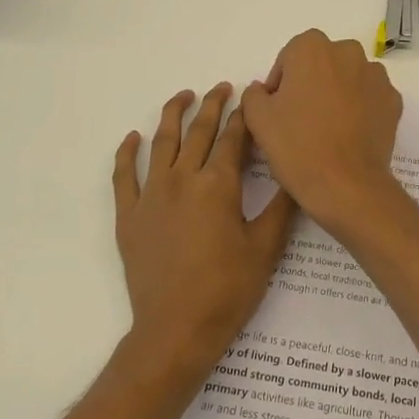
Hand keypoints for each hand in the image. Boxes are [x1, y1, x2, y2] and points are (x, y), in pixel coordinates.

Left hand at [112, 84, 296, 370]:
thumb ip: (280, 206)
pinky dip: (127, 153)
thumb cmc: (227, 290)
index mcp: (217, 185)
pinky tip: (133, 138)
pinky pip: (123, 176)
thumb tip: (295, 173)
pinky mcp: (128, 216)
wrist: (176, 330)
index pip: (232, 139)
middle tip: (222, 88)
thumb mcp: (265, 248)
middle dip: (212, 105)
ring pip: (161, 143)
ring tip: (183, 96)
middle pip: (197, 131)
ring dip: (172, 115)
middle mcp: (181, 180)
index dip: (243, 116)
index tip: (250, 96)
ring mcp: (150, 196)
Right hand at [240, 30, 405, 229]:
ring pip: (348, 77)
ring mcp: (375, 75)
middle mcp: (347, 51)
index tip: (278, 111)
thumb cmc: (297, 146)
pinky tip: (349, 134)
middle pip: (321, 63)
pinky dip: (360, 108)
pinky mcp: (393, 99)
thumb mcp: (257, 118)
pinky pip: (369, 97)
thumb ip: (254, 94)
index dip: (281, 84)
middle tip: (301, 118)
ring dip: (337, 93)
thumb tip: (264, 89)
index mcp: (311, 47)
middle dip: (311, 83)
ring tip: (328, 127)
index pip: (289, 58)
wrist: (346, 185)